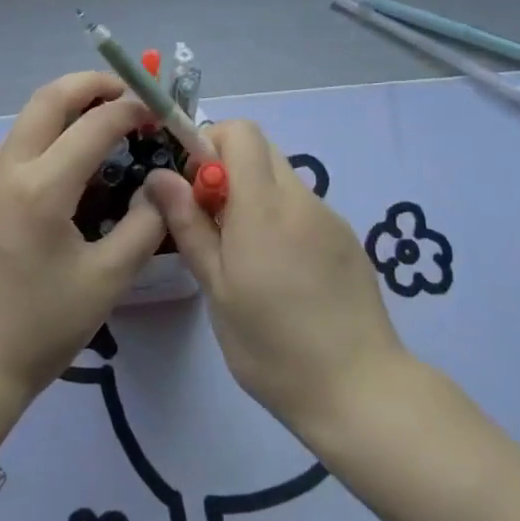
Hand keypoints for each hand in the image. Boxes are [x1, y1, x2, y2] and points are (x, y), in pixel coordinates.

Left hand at [0, 72, 167, 423]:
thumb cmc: (39, 330)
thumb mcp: (106, 281)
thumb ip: (143, 226)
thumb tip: (160, 187)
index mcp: (41, 189)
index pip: (93, 125)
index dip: (131, 109)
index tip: (158, 110)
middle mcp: (7, 174)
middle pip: (46, 101)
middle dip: (89, 84)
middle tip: (127, 92)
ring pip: (26, 124)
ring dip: (66, 110)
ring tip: (105, 126)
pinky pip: (16, 154)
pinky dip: (48, 141)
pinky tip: (73, 171)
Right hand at [146, 120, 407, 439]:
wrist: (359, 389)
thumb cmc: (272, 345)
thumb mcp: (217, 288)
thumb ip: (189, 225)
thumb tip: (160, 176)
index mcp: (265, 205)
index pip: (241, 132)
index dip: (210, 144)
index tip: (194, 189)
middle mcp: (302, 199)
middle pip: (262, 150)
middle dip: (228, 169)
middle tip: (213, 223)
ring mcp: (330, 217)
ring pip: (282, 179)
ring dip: (255, 196)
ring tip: (246, 256)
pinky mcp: (347, 239)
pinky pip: (304, 207)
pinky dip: (281, 218)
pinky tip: (282, 274)